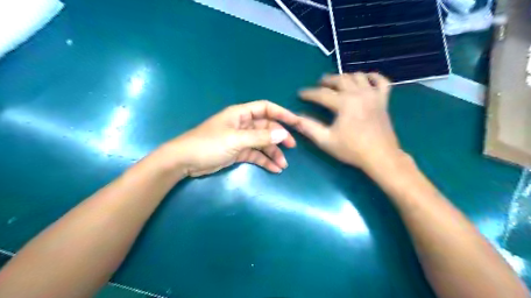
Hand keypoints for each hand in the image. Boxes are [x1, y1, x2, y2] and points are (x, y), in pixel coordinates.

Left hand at [162, 100, 299, 176]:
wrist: (185, 161)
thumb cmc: (208, 144)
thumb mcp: (236, 139)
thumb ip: (260, 137)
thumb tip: (283, 133)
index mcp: (241, 114)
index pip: (266, 108)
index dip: (282, 113)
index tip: (296, 123)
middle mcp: (243, 125)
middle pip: (266, 127)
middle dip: (279, 137)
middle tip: (291, 147)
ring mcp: (240, 139)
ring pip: (262, 143)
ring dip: (273, 153)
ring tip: (283, 165)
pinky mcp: (238, 152)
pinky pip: (255, 154)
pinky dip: (264, 161)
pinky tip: (273, 169)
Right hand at [295, 72, 402, 170]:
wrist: (380, 157)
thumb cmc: (352, 149)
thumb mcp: (326, 140)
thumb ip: (309, 127)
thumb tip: (295, 118)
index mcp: (344, 103)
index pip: (322, 94)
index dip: (309, 94)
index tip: (300, 94)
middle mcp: (359, 94)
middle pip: (340, 80)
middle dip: (327, 80)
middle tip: (318, 84)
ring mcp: (374, 95)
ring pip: (359, 76)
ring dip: (346, 76)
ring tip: (338, 82)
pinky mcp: (384, 101)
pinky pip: (382, 81)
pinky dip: (373, 77)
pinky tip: (366, 80)